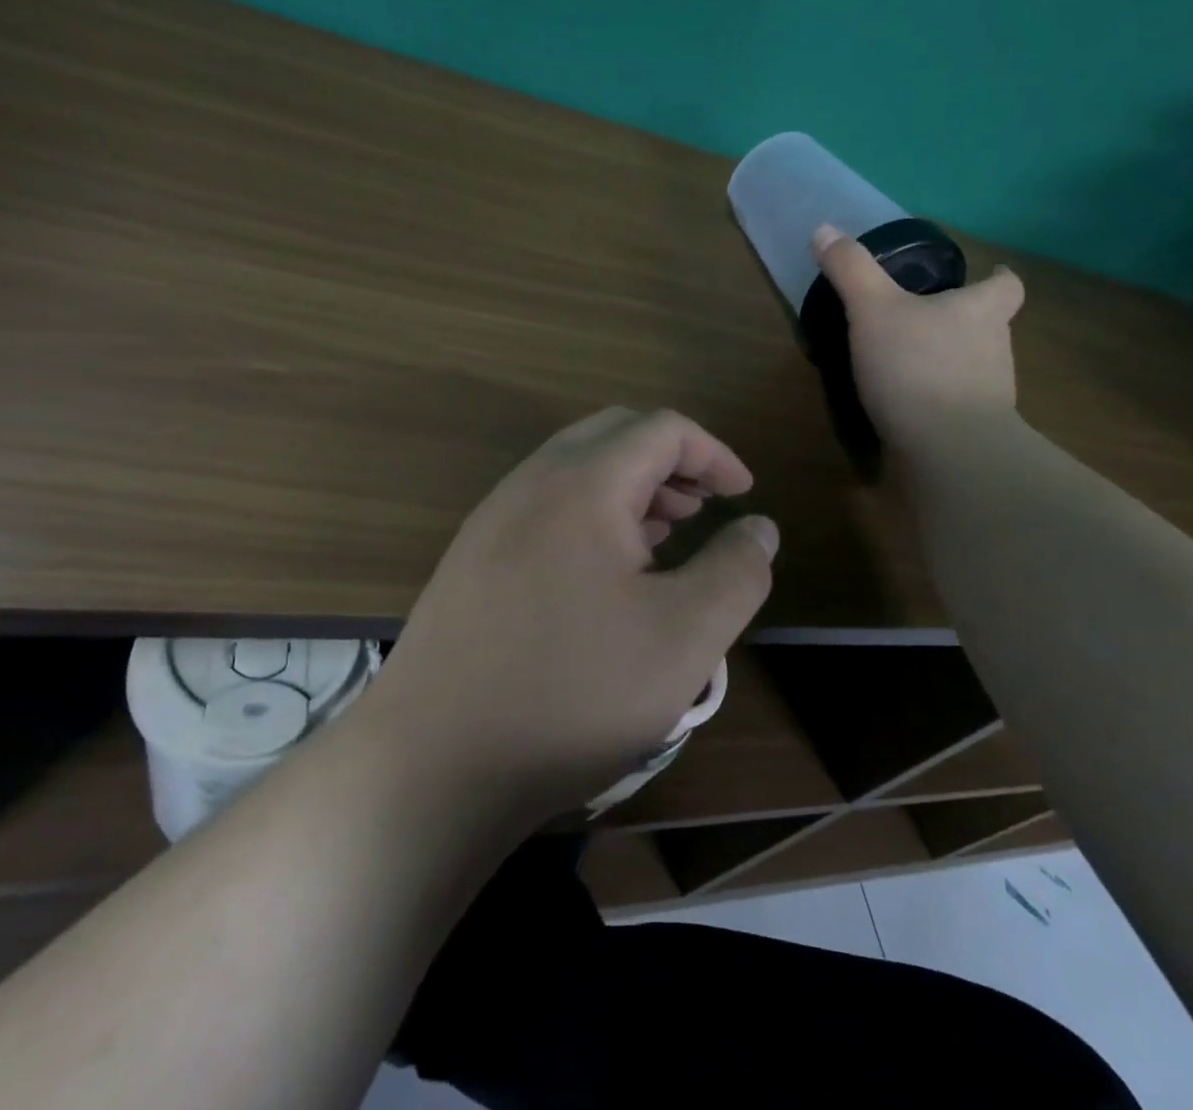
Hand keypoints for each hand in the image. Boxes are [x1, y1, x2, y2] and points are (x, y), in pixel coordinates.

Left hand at [362, 407, 777, 823]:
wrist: (434, 764)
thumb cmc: (573, 692)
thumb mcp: (685, 637)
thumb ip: (737, 571)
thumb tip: (759, 526)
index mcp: (583, 483)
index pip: (662, 429)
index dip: (713, 453)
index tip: (743, 494)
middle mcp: (531, 483)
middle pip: (614, 435)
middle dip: (669, 462)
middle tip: (702, 509)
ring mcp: (492, 518)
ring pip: (575, 469)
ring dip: (629, 486)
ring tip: (664, 537)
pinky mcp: (471, 558)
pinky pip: (544, 506)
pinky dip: (590, 514)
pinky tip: (605, 574)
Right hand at [811, 223, 1025, 449]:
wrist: (948, 451)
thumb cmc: (917, 367)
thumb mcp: (873, 309)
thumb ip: (851, 270)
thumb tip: (824, 229)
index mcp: (982, 310)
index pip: (1006, 285)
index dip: (996, 276)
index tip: (985, 274)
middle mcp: (995, 348)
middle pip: (988, 324)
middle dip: (959, 320)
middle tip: (920, 317)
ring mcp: (989, 394)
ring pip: (971, 365)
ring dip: (945, 360)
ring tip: (904, 361)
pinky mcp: (973, 429)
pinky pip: (954, 403)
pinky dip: (934, 399)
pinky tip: (903, 404)